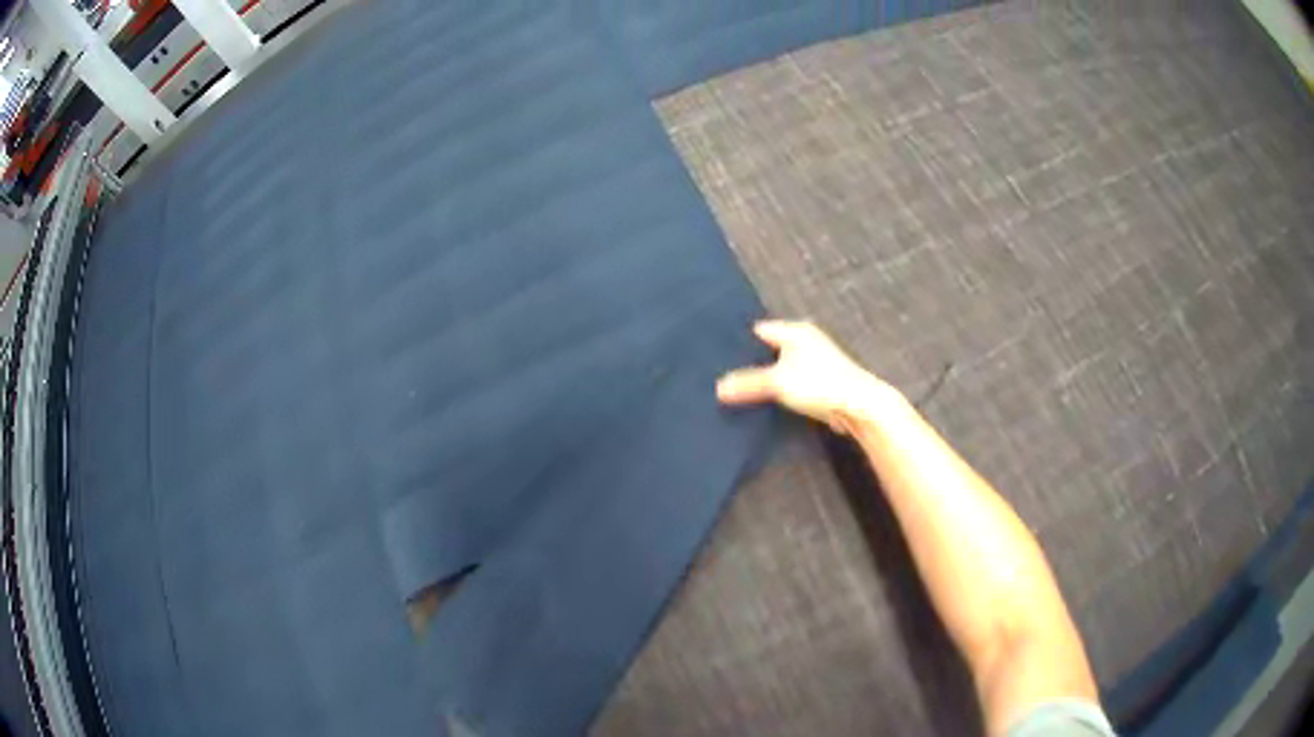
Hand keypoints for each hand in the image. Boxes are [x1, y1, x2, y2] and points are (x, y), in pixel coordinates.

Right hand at [717, 320, 895, 433]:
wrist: (858, 406)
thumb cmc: (819, 382)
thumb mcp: (777, 382)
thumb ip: (748, 383)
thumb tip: (718, 388)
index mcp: (795, 331)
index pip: (758, 330)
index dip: (738, 341)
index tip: (715, 353)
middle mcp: (804, 341)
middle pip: (768, 349)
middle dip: (748, 361)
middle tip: (720, 373)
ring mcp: (812, 363)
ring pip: (778, 368)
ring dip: (763, 379)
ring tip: (735, 389)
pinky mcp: (816, 384)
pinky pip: (788, 384)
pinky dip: (776, 391)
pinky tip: (760, 402)